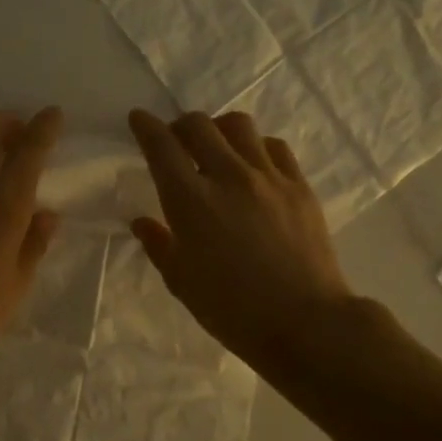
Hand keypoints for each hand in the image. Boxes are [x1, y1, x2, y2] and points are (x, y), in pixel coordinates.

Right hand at [128, 109, 356, 372]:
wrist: (304, 322)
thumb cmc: (232, 310)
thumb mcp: (181, 282)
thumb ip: (159, 245)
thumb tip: (142, 222)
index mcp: (191, 202)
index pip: (161, 146)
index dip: (145, 126)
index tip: (138, 118)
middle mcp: (228, 177)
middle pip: (198, 125)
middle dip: (179, 124)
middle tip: (175, 140)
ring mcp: (268, 178)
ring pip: (239, 126)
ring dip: (218, 129)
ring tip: (216, 147)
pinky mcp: (299, 186)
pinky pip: (274, 147)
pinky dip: (255, 147)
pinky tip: (253, 165)